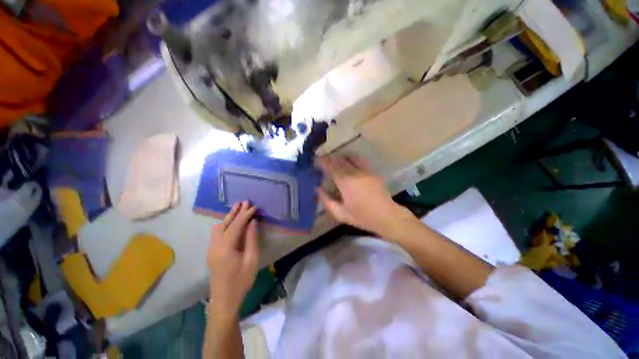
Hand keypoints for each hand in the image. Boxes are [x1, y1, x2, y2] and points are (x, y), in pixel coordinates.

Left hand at [207, 201, 259, 318]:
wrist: (223, 301)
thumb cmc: (241, 281)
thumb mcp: (251, 260)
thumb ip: (251, 239)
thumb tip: (253, 222)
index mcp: (226, 248)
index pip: (236, 225)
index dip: (245, 215)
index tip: (254, 206)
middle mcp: (215, 246)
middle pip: (225, 224)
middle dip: (235, 212)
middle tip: (244, 202)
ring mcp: (211, 249)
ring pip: (218, 228)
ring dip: (229, 217)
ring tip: (237, 208)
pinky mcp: (212, 253)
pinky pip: (217, 233)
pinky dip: (225, 224)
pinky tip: (231, 223)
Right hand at [316, 155, 413, 238]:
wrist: (387, 216)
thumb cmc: (363, 217)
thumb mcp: (341, 214)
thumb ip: (327, 201)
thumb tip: (317, 189)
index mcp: (346, 183)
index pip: (331, 167)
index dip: (322, 162)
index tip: (315, 160)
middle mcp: (355, 173)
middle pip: (339, 160)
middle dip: (329, 158)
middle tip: (322, 160)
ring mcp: (365, 171)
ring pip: (349, 158)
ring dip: (340, 157)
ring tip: (333, 160)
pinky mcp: (371, 172)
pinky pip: (359, 161)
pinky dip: (351, 159)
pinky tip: (348, 162)